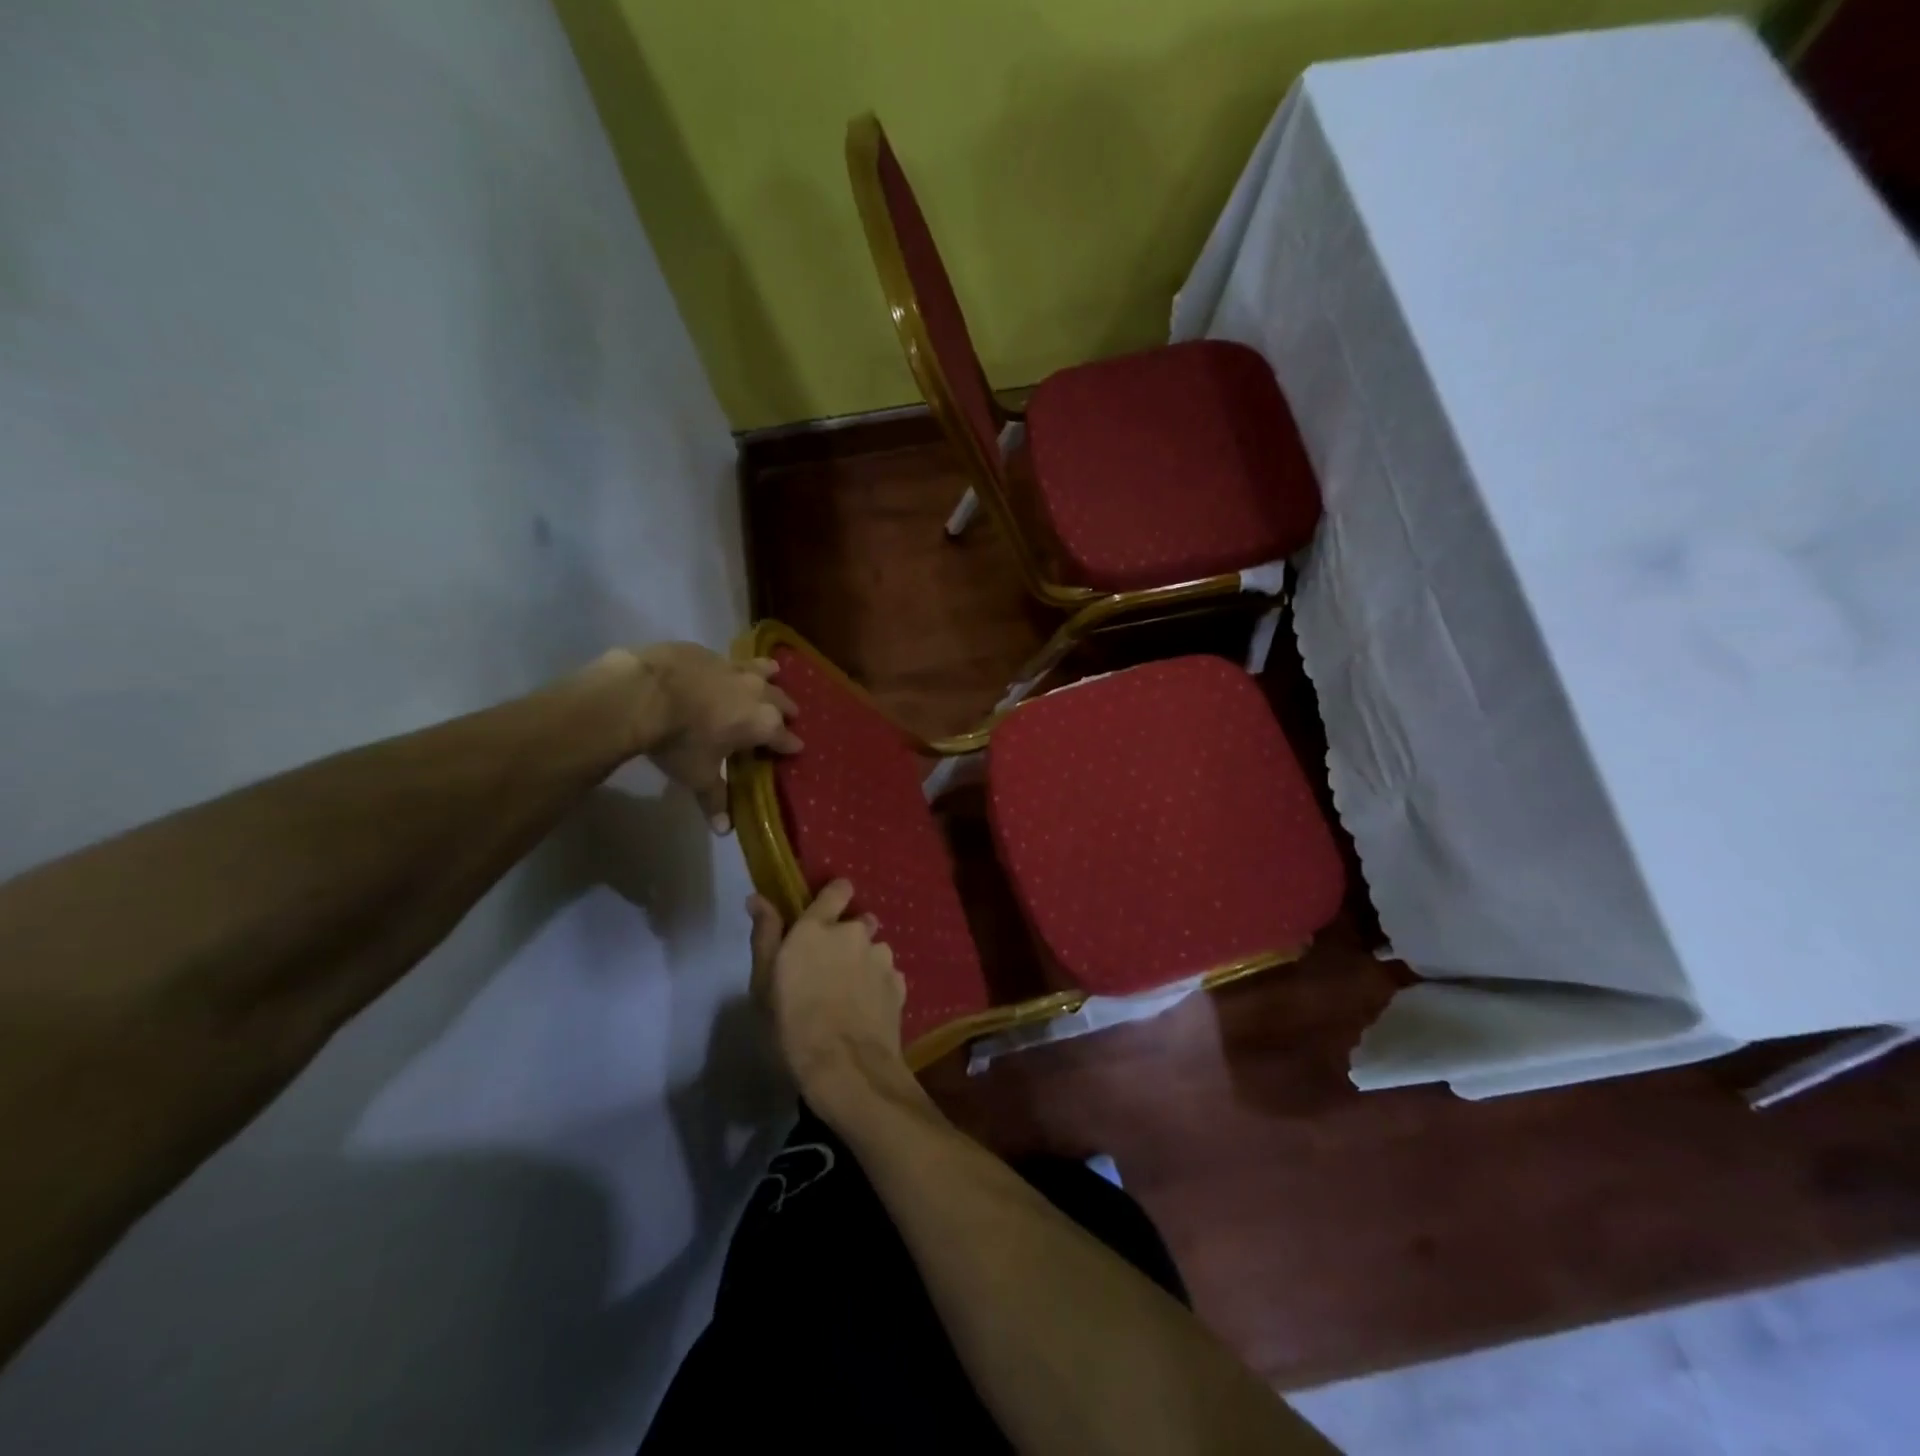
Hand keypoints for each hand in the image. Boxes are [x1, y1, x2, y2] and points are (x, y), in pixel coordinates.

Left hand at [634, 644, 800, 830]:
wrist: (643, 693)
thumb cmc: (679, 740)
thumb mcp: (697, 775)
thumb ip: (714, 798)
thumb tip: (724, 831)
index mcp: (763, 724)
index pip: (786, 738)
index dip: (791, 746)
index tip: (795, 749)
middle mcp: (758, 693)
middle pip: (783, 701)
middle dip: (786, 710)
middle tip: (786, 717)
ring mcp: (735, 668)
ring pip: (764, 670)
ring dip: (770, 676)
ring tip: (773, 675)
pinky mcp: (710, 652)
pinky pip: (730, 660)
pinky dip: (733, 667)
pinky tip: (723, 670)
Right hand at [749, 882, 909, 1104]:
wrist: (846, 1067)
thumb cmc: (792, 1025)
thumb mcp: (764, 983)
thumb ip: (765, 935)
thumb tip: (758, 898)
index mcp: (818, 928)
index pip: (838, 889)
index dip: (835, 897)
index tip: (827, 913)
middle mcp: (854, 933)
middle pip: (859, 922)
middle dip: (849, 938)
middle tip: (831, 968)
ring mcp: (882, 958)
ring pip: (875, 950)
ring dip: (865, 962)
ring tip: (850, 995)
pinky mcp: (899, 984)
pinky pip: (887, 976)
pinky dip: (878, 986)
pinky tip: (866, 1011)